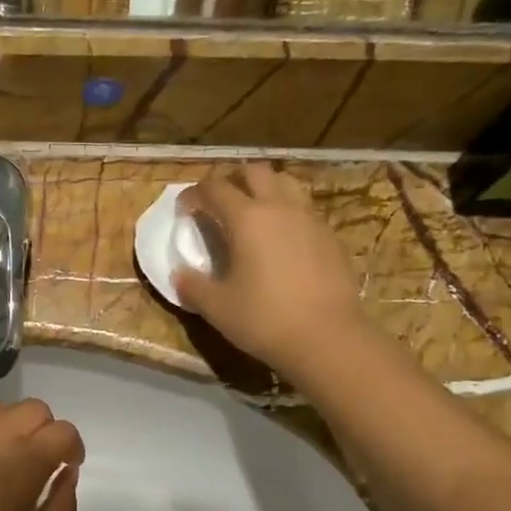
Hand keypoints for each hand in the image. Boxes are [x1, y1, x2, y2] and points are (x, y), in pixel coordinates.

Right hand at [177, 163, 365, 379]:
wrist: (328, 338)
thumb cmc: (264, 319)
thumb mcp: (216, 307)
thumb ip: (192, 285)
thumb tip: (179, 274)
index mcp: (247, 218)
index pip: (214, 188)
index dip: (193, 194)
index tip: (183, 210)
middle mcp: (280, 208)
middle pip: (254, 172)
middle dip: (232, 180)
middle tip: (218, 203)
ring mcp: (310, 219)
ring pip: (286, 184)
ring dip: (264, 189)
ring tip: (253, 214)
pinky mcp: (331, 237)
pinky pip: (304, 210)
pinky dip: (287, 213)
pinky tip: (281, 241)